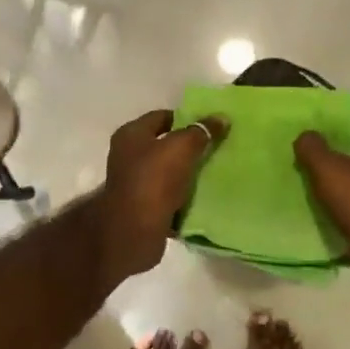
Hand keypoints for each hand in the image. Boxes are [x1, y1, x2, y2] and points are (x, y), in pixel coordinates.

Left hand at [97, 109, 226, 277]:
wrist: (134, 231)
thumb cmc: (154, 180)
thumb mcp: (181, 148)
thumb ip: (201, 131)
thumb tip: (220, 118)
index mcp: (131, 135)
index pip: (162, 117)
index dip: (187, 118)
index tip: (211, 126)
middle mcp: (128, 156)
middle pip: (165, 145)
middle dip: (190, 147)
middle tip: (218, 149)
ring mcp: (135, 183)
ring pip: (169, 172)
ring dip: (189, 173)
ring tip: (215, 172)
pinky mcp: (144, 207)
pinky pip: (170, 195)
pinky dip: (185, 196)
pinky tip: (205, 196)